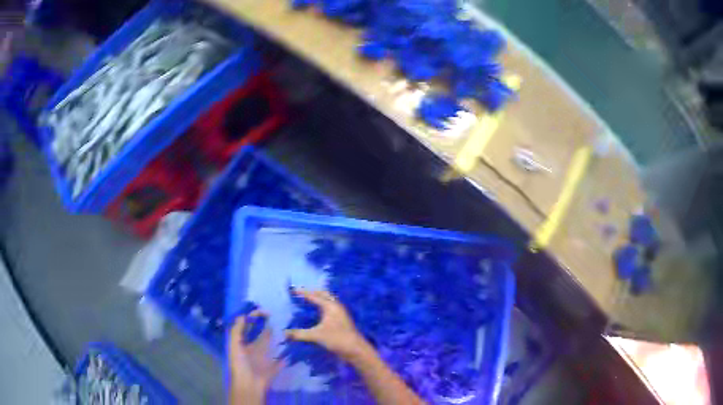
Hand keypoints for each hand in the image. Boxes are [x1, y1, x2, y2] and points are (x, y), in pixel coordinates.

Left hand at [228, 310, 282, 404]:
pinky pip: (280, 361)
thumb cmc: (240, 363)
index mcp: (243, 344)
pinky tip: (291, 349)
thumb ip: (237, 330)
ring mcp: (264, 359)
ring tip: (286, 329)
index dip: (254, 319)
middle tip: (277, 317)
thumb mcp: (235, 344)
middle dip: (267, 327)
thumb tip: (243, 315)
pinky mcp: (273, 368)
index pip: (247, 328)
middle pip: (260, 335)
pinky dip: (285, 357)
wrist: (249, 384)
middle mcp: (253, 349)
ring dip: (277, 340)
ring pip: (271, 347)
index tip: (264, 311)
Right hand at [285, 289, 368, 360]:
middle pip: (324, 294)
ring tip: (308, 300)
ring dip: (319, 298)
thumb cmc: (337, 339)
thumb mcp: (316, 336)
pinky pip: (330, 308)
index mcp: (330, 306)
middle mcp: (336, 307)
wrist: (356, 349)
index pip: (314, 296)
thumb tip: (284, 333)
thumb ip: (299, 334)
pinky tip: (317, 313)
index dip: (303, 293)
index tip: (293, 290)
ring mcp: (340, 314)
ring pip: (329, 301)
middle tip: (301, 293)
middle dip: (313, 292)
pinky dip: (323, 306)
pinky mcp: (341, 321)